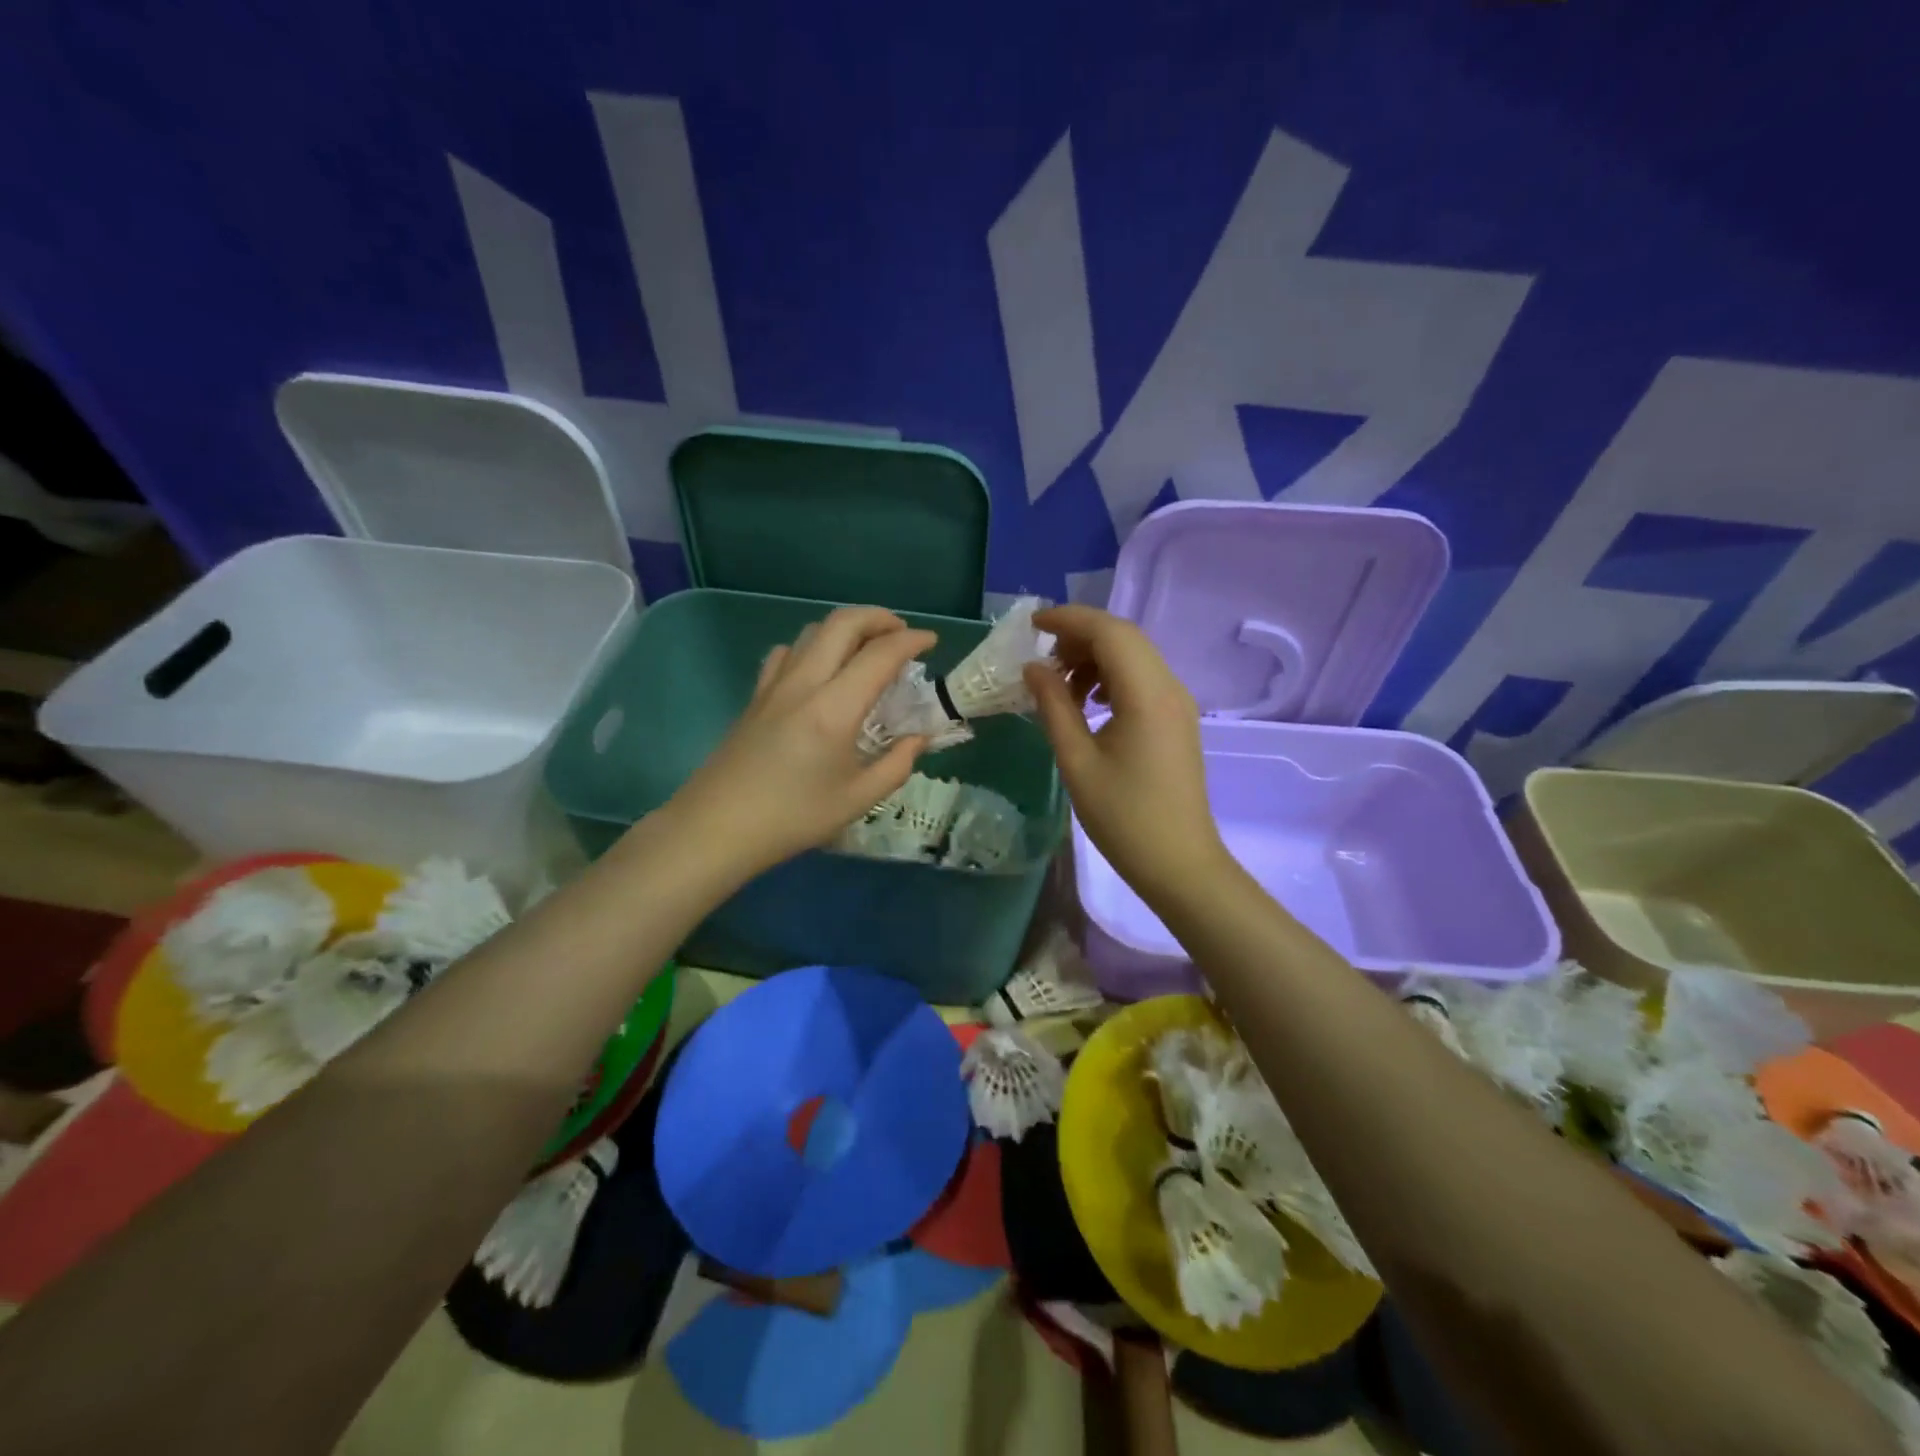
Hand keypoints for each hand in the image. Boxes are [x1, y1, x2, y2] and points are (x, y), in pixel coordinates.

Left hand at [667, 607, 935, 880]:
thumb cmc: (792, 818)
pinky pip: (787, 652)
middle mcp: (804, 683)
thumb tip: (918, 739)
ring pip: (813, 631)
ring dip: (846, 629)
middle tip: (901, 634)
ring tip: (866, 651)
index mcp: (835, 709)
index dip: (911, 641)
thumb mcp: (857, 800)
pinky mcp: (756, 695)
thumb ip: (896, 765)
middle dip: (879, 617)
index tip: (931, 642)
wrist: (717, 827)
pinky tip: (819, 671)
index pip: (880, 654)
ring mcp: (774, 685)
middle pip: (842, 622)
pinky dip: (813, 647)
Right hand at [1023, 605, 1226, 905]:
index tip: (1031, 624)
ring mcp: (1178, 702)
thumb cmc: (1124, 818)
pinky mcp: (1177, 718)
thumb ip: (1054, 707)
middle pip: (1124, 637)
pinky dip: (1112, 676)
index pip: (1109, 632)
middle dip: (1080, 636)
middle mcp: (1170, 687)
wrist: (1179, 863)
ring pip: (1135, 655)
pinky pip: (1143, 678)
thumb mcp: (1077, 762)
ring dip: (1095, 657)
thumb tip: (1033, 668)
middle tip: (1042, 659)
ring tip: (1061, 687)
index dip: (1069, 619)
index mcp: (1147, 695)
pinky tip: (1088, 704)